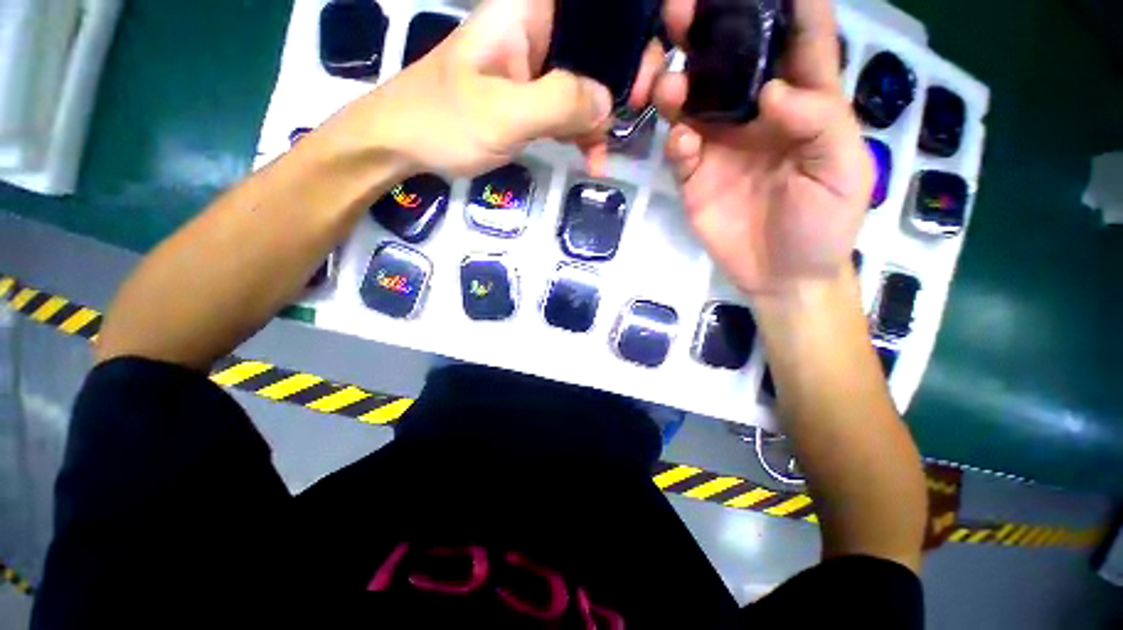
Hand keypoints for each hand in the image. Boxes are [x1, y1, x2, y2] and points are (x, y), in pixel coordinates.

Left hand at [333, 0, 663, 178]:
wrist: (403, 145)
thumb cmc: (444, 121)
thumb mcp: (505, 113)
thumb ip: (561, 103)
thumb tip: (609, 105)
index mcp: (528, 12)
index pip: (595, 8)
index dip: (629, 27)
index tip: (644, 65)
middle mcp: (536, 33)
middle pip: (598, 43)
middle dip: (623, 77)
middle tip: (636, 111)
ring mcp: (534, 70)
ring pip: (586, 82)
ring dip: (603, 117)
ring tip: (607, 152)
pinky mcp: (529, 102)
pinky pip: (568, 111)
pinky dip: (583, 135)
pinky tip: (591, 161)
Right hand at [655, 0, 872, 296]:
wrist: (782, 275)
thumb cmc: (823, 224)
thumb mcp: (842, 172)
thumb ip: (819, 123)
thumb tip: (771, 91)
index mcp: (804, 105)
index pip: (799, 43)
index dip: (788, 6)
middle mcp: (757, 117)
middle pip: (732, 65)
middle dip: (709, 34)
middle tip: (682, 10)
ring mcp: (720, 148)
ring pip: (693, 103)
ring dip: (678, 87)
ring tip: (668, 82)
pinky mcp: (694, 178)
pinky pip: (679, 151)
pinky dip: (675, 142)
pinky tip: (681, 144)